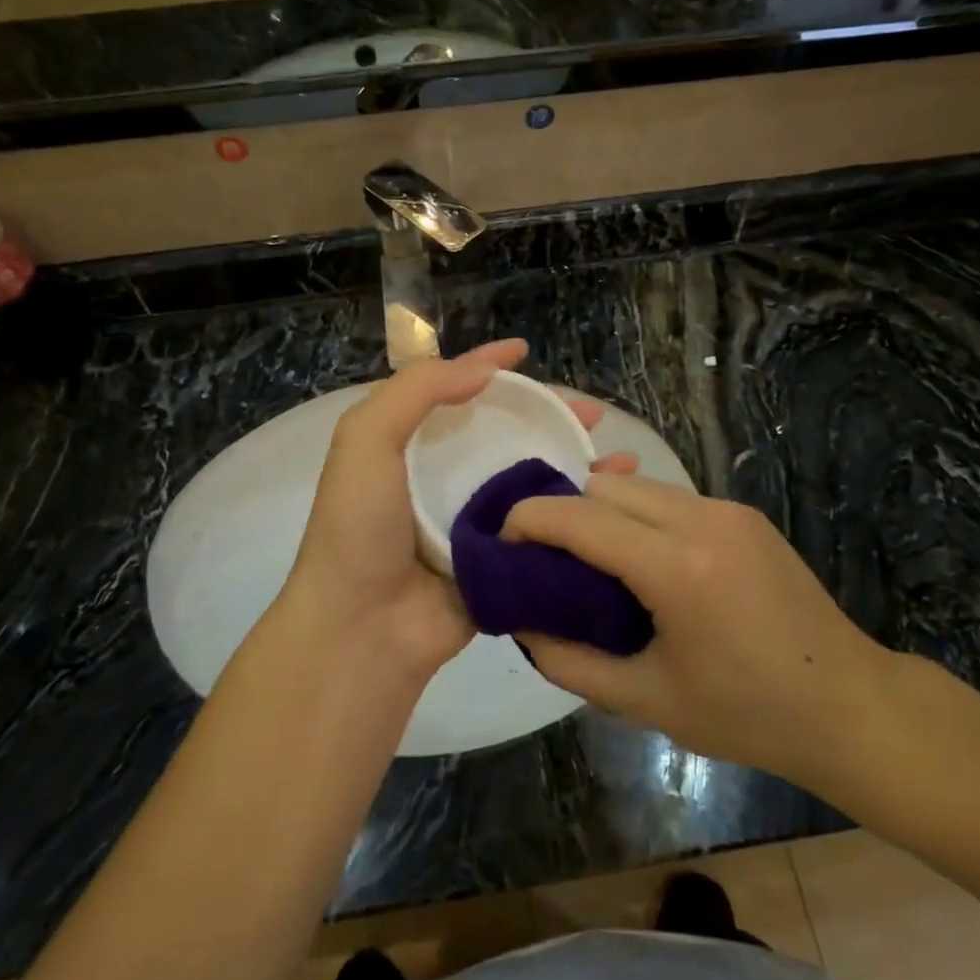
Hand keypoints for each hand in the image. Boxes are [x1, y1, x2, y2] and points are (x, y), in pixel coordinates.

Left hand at [277, 339, 635, 687]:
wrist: (363, 629)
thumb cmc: (360, 527)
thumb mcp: (366, 440)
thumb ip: (416, 391)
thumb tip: (485, 369)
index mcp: (413, 447)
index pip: (455, 392)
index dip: (487, 366)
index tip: (524, 350)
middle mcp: (448, 479)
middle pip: (508, 435)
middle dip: (550, 417)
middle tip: (592, 414)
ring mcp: (479, 523)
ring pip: (536, 481)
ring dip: (576, 464)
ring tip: (620, 457)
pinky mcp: (504, 563)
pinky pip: (549, 530)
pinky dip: (582, 515)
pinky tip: (617, 505)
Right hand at [504, 476, 898, 781]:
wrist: (850, 705)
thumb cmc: (747, 714)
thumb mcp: (648, 700)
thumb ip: (571, 662)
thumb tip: (523, 626)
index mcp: (675, 567)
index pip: (579, 517)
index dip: (529, 520)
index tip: (501, 542)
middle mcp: (700, 519)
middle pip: (603, 487)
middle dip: (564, 512)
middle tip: (547, 559)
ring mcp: (727, 511)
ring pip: (637, 485)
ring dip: (602, 510)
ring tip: (592, 560)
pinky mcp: (745, 514)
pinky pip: (671, 498)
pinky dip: (639, 515)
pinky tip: (643, 559)